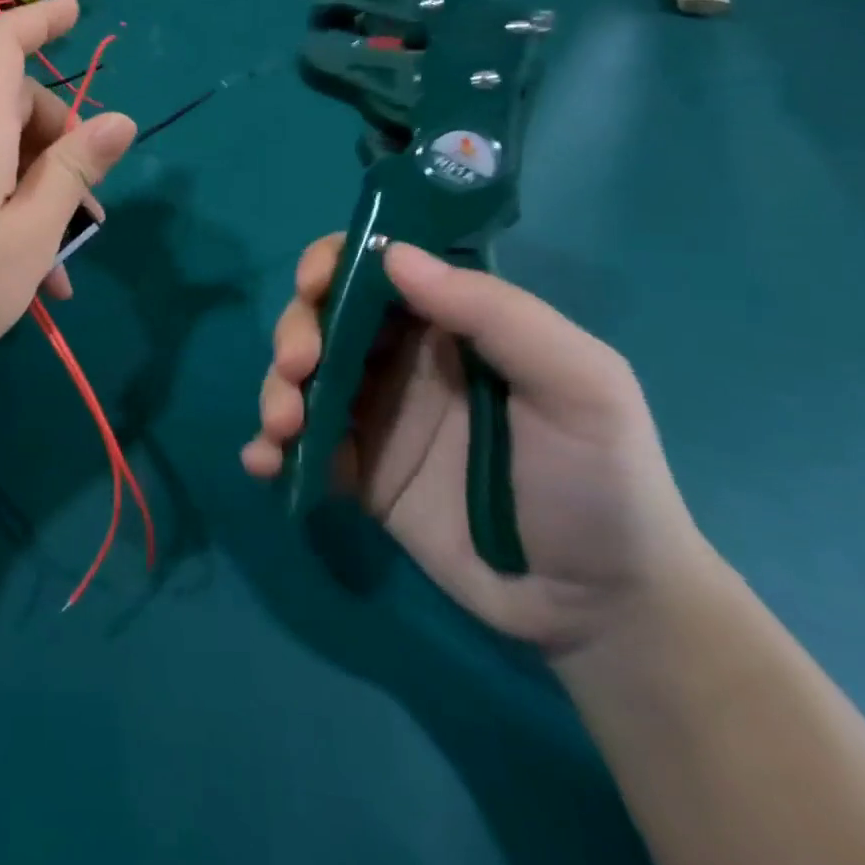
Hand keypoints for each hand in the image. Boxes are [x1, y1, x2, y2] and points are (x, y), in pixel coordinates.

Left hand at [0, 0, 134, 427]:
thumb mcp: (32, 231)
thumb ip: (74, 169)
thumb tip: (121, 121)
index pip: (0, 42)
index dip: (39, 20)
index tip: (76, 15)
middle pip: (12, 103)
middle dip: (60, 142)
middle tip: (90, 205)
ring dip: (40, 190)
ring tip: (65, 259)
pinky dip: (11, 211)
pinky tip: (32, 277)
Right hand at [242, 239, 714, 654]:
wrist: (601, 609)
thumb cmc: (601, 479)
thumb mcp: (577, 383)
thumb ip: (494, 312)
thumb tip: (392, 255)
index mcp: (449, 324)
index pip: (376, 268)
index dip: (333, 263)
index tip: (312, 285)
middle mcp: (402, 359)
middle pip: (323, 318)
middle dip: (296, 332)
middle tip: (298, 368)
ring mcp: (374, 416)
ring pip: (300, 378)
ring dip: (275, 390)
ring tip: (284, 429)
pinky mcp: (356, 472)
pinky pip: (300, 446)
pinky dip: (269, 447)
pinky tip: (263, 462)